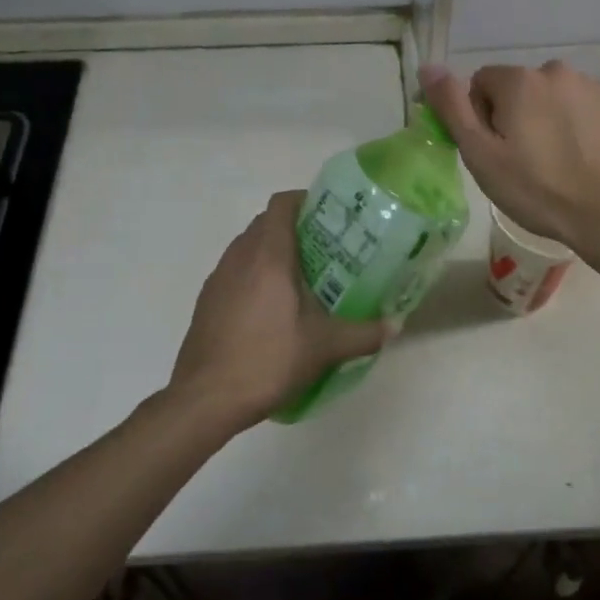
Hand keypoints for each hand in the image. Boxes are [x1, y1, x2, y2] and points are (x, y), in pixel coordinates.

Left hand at [166, 191, 391, 430]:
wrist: (205, 398)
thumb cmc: (267, 360)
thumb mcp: (324, 348)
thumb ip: (364, 333)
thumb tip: (394, 326)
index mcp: (268, 255)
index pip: (282, 204)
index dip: (306, 201)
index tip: (330, 217)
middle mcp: (239, 256)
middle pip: (266, 223)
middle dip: (296, 228)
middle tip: (327, 250)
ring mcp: (218, 277)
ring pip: (248, 247)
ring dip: (273, 252)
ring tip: (303, 279)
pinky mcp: (207, 300)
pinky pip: (235, 271)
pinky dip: (255, 275)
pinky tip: (272, 308)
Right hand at [420, 60, 599, 253]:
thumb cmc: (536, 189)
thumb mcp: (481, 154)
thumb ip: (452, 107)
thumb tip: (429, 66)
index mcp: (519, 80)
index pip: (481, 83)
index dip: (481, 117)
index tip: (495, 151)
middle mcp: (556, 71)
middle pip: (518, 88)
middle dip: (515, 115)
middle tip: (522, 160)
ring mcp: (592, 85)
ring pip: (551, 96)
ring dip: (546, 117)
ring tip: (555, 161)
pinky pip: (582, 105)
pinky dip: (576, 123)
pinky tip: (581, 156)